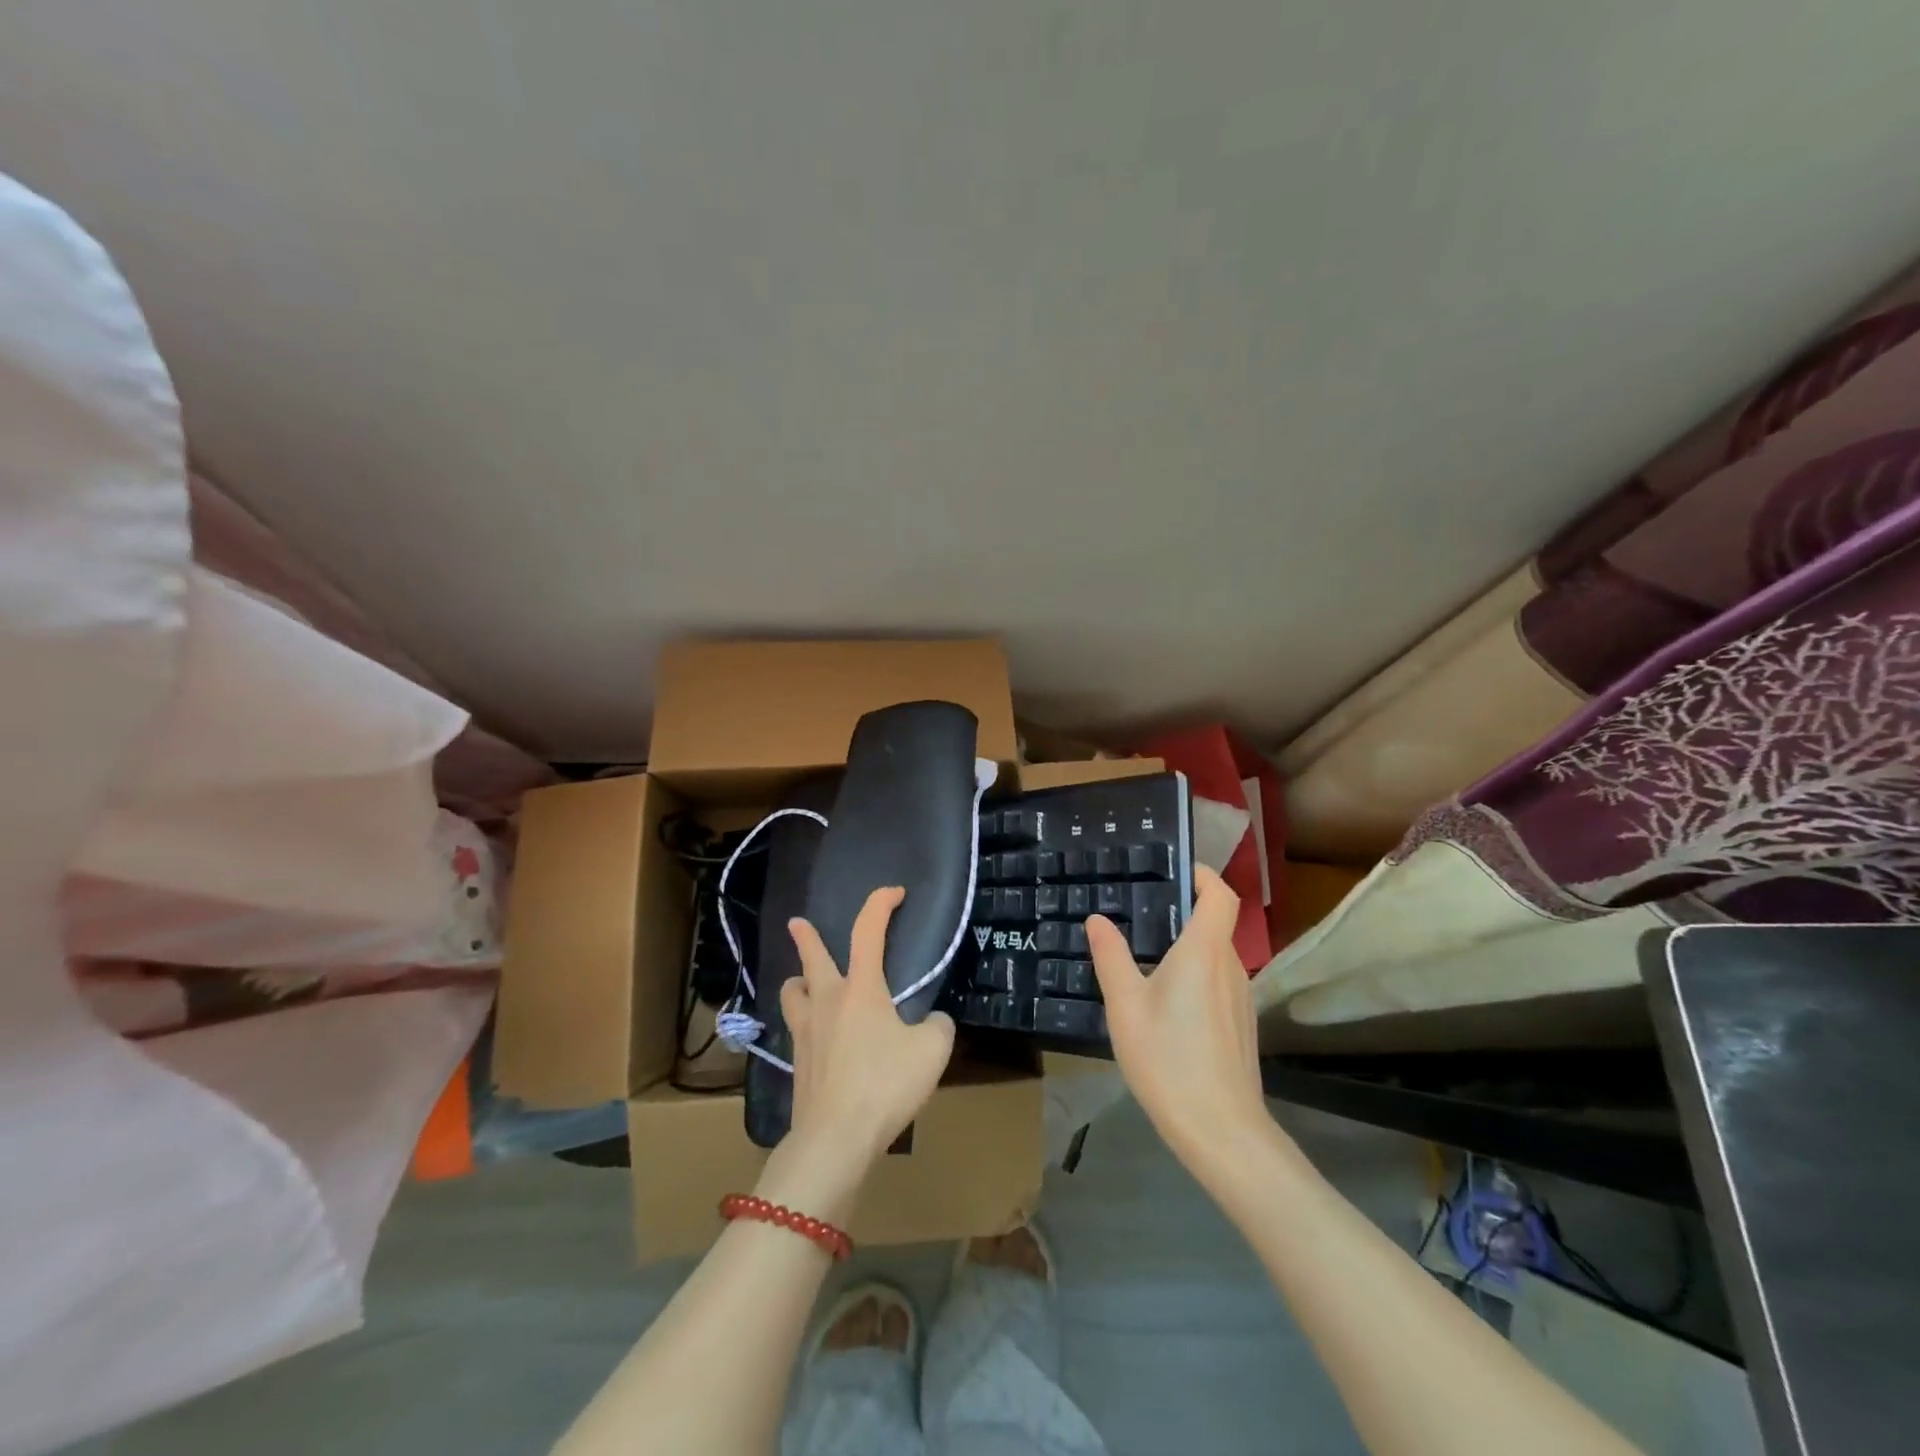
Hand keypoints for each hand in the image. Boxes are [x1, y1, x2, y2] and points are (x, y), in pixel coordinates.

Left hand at [782, 887, 956, 1170]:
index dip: (880, 904)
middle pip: (811, 958)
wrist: (835, 1138)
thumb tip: (932, 1022)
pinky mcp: (798, 1063)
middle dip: (806, 937)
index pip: (868, 931)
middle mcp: (827, 1001)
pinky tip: (817, 1037)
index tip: (894, 892)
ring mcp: (806, 1033)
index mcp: (861, 989)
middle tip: (797, 922)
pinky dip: (805, 1022)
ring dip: (799, 981)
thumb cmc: (885, 1084)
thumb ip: (938, 1027)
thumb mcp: (932, 1052)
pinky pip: (798, 1029)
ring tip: (804, 983)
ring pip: (793, 993)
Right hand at [1086, 866, 1267, 1162]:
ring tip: (1146, 957)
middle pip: (1215, 924)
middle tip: (1140, 913)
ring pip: (1215, 956)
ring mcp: (1241, 998)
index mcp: (1204, 951)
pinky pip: (1218, 983)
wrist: (1221, 1131)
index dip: (1203, 874)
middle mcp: (1230, 966)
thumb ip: (1111, 956)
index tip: (1176, 868)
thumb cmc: (1168, 1059)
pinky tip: (1167, 1003)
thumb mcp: (1125, 1005)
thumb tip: (1098, 919)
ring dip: (1187, 947)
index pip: (1219, 895)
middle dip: (1183, 912)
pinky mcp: (1242, 1024)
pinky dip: (1196, 976)